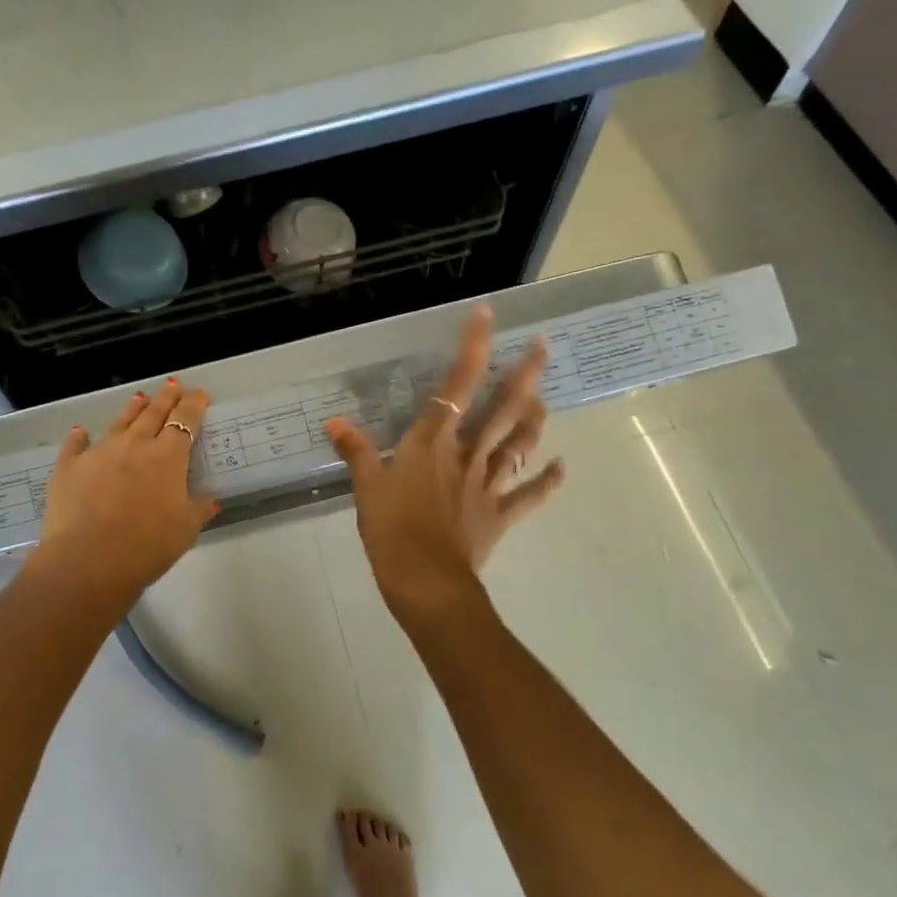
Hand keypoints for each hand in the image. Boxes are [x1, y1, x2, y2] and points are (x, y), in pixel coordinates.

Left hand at [29, 377, 218, 604]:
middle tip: (171, 384)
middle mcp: (134, 445)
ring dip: (131, 409)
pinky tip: (80, 431)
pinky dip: (79, 437)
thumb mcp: (185, 530)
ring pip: (119, 423)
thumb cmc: (147, 546)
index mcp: (167, 457)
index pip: (185, 422)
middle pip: (153, 414)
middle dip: (165, 398)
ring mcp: (99, 452)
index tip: (199, 393)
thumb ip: (198, 509)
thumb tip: (210, 498)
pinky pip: (75, 445)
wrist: (88, 560)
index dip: (193, 406)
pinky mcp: (69, 467)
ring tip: (138, 397)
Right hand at [325, 305, 564, 622]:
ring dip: (535, 418)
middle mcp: (466, 455)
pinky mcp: (499, 515)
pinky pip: (528, 495)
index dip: (472, 348)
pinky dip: (547, 480)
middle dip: (524, 375)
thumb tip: (334, 421)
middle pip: (502, 409)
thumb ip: (355, 452)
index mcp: (432, 444)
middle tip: (543, 346)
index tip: (488, 314)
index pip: (455, 385)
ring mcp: (488, 484)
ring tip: (545, 396)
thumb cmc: (392, 531)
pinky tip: (562, 466)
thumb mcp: (365, 489)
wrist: (426, 582)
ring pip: (518, 443)